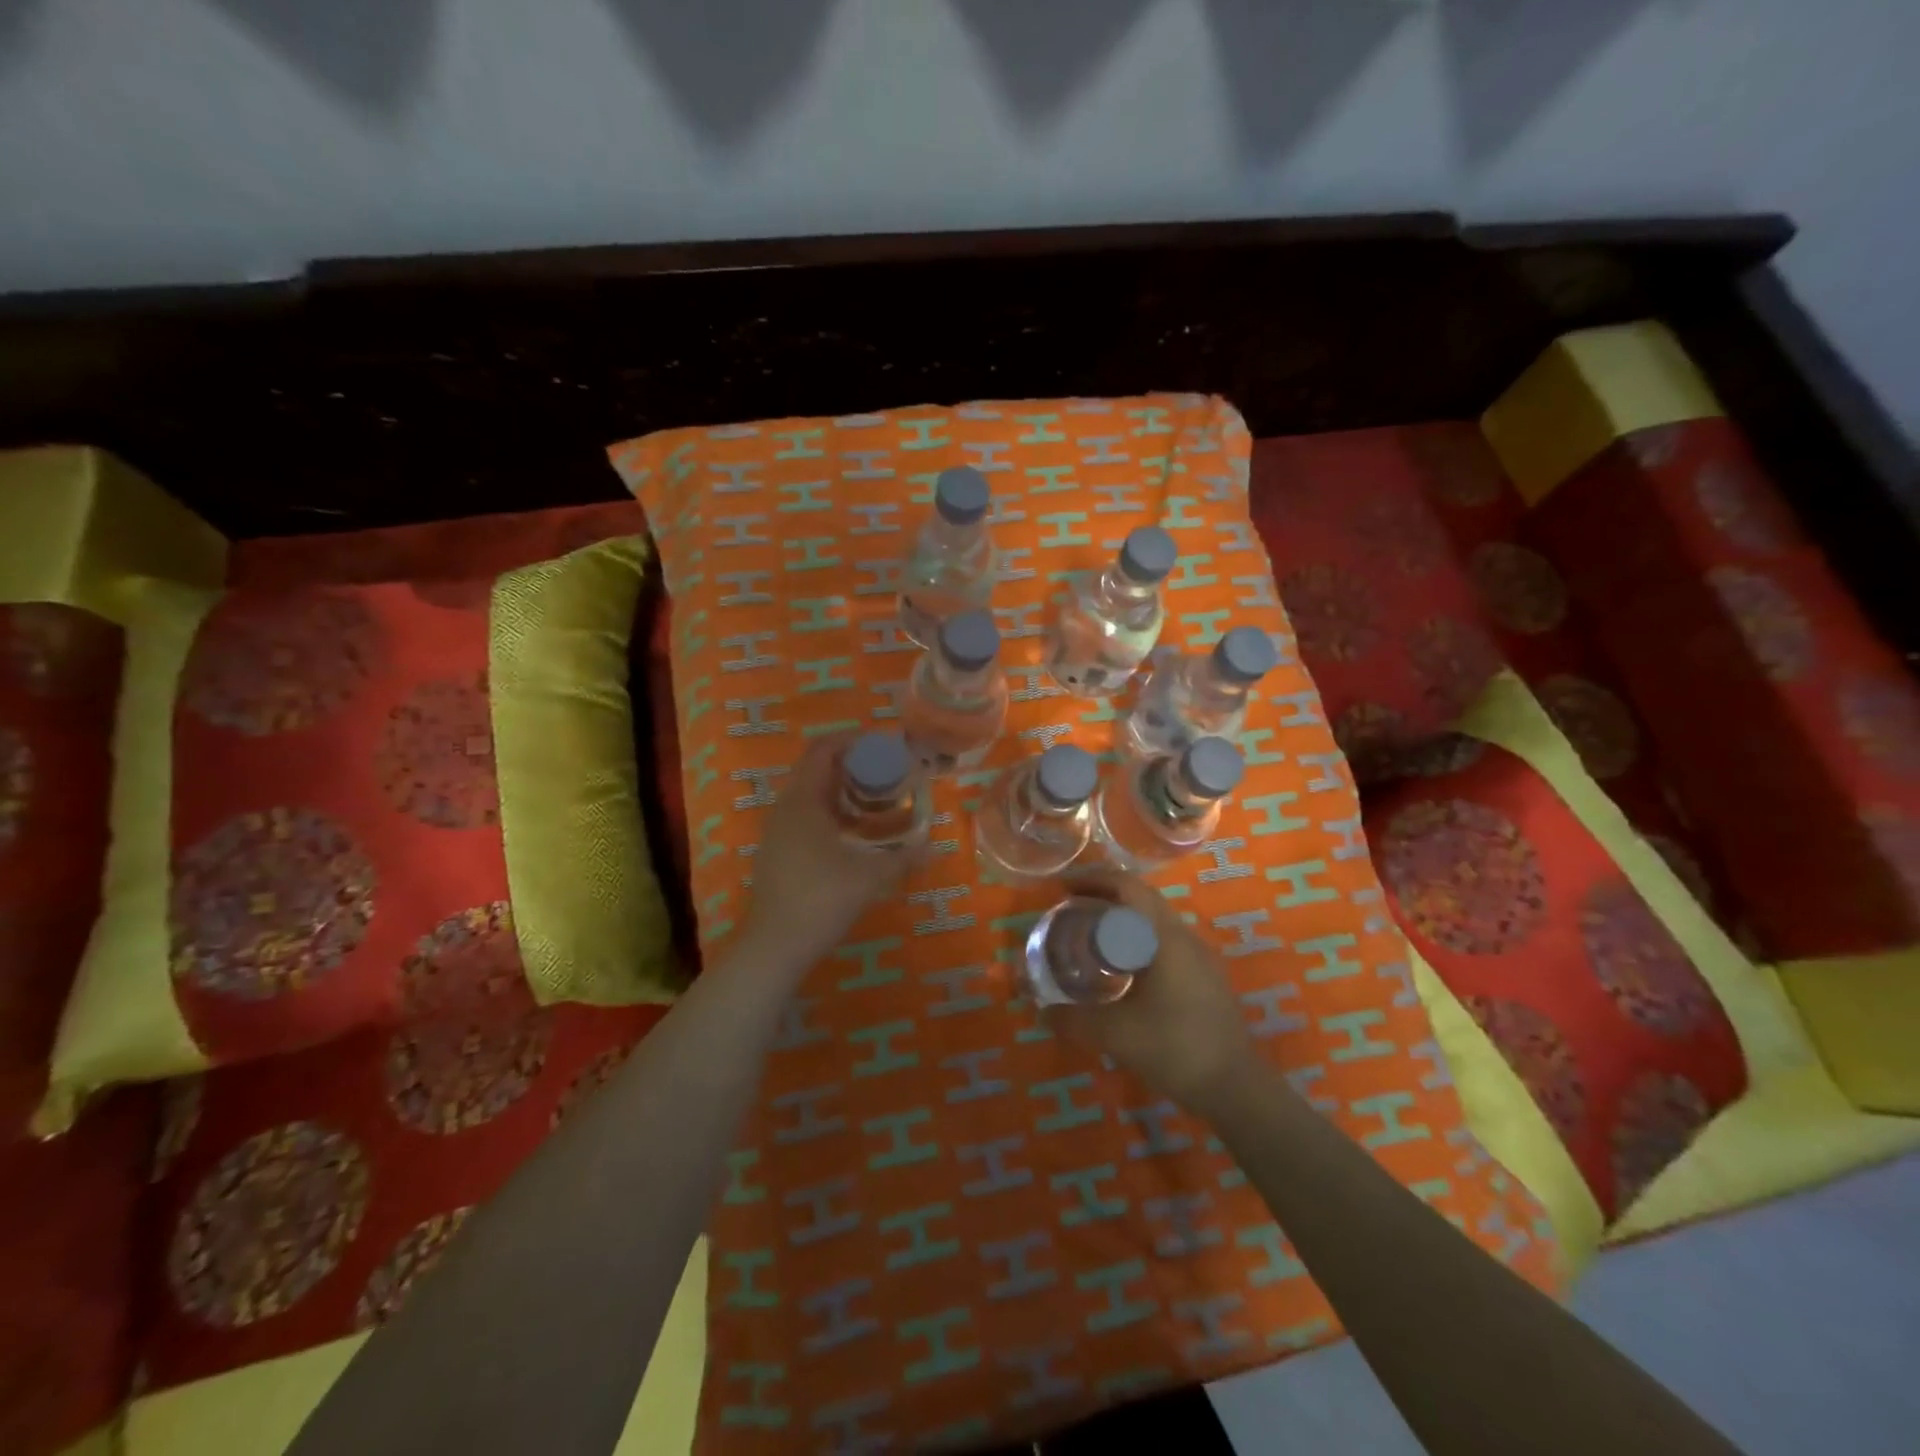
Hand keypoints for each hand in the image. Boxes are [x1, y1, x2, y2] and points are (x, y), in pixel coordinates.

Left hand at [737, 733, 919, 970]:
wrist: (774, 947)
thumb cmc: (821, 899)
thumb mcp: (870, 877)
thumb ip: (903, 858)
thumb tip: (934, 848)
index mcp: (803, 801)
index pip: (822, 750)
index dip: (852, 740)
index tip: (882, 745)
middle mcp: (785, 808)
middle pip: (817, 770)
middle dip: (853, 766)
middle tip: (887, 774)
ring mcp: (777, 832)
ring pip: (811, 796)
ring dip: (842, 791)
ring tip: (876, 802)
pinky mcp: (778, 853)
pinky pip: (806, 818)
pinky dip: (831, 814)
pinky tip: (854, 835)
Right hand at [1043, 868, 1260, 1114]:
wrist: (1236, 1088)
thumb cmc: (1175, 1049)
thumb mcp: (1115, 1034)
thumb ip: (1072, 1019)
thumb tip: (1041, 1010)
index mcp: (1164, 938)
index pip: (1128, 887)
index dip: (1093, 879)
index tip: (1062, 888)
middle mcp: (1184, 937)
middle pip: (1142, 898)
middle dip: (1105, 894)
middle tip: (1070, 906)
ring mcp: (1199, 957)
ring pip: (1155, 920)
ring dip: (1123, 917)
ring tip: (1090, 933)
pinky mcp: (1205, 977)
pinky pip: (1165, 941)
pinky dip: (1137, 939)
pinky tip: (1122, 967)